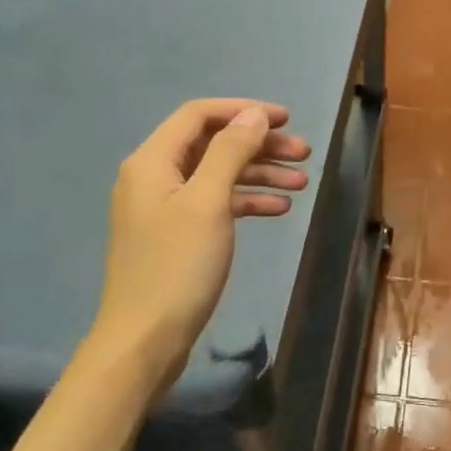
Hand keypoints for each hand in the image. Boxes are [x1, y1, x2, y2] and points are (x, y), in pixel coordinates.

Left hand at [93, 99, 310, 382]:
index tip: (286, 119)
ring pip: (218, 176)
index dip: (243, 111)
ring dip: (259, 174)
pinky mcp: (178, 236)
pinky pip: (216, 205)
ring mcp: (165, 208)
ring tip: (302, 182)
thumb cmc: (178, 267)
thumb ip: (230, 152)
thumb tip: (252, 115)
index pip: (199, 116)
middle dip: (259, 145)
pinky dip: (246, 202)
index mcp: (153, 161)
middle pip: (212, 145)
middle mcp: (155, 177)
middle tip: (304, 153)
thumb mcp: (208, 202)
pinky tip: (278, 209)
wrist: (146, 339)